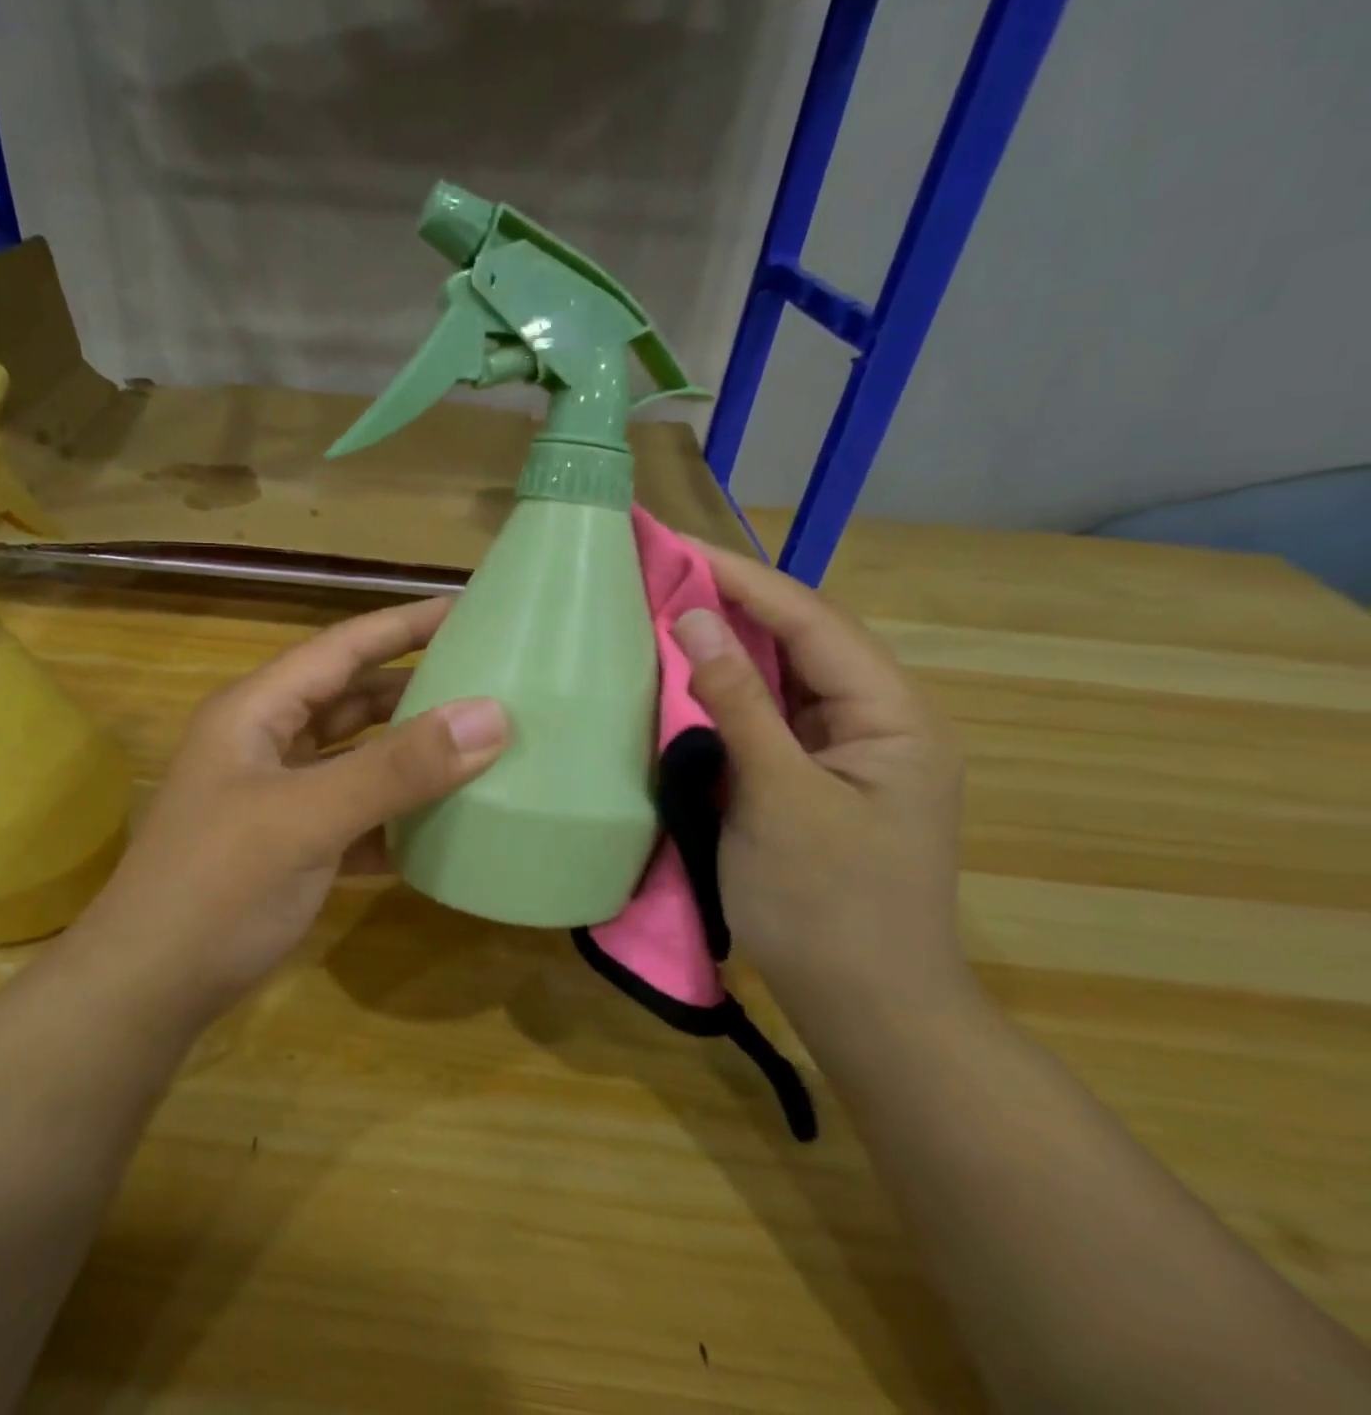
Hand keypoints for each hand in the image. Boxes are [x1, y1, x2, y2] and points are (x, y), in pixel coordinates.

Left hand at [90, 596, 507, 1011]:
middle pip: (352, 699)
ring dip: (409, 754)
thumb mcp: (307, 819)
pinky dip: (395, 814)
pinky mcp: (291, 845)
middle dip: (414, 687)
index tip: (468, 609)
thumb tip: (491, 715)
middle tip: (486, 679)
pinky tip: (443, 823)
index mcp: (256, 711)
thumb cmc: (217, 887)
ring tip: (478, 744)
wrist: (147, 992)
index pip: (342, 647)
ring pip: (356, 758)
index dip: (404, 625)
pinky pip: (356, 813)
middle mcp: (266, 742)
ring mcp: (277, 796)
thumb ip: (397, 768)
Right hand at [671, 544, 966, 1028]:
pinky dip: (723, 694)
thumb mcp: (780, 799)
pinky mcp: (809, 779)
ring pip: (780, 678)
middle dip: (733, 602)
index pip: (812, 622)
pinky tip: (682, 677)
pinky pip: (765, 719)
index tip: (677, 546)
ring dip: (725, 644)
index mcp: (892, 717)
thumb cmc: (828, 906)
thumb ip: (739, 703)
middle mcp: (874, 722)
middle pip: (800, 641)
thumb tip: (697, 617)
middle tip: (661, 570)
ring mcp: (842, 753)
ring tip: (664, 607)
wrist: (864, 1007)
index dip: (744, 579)